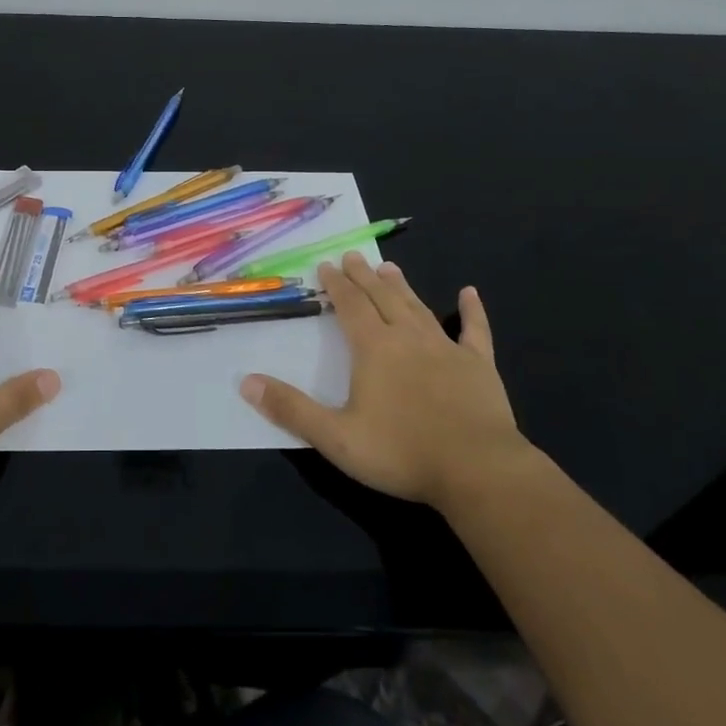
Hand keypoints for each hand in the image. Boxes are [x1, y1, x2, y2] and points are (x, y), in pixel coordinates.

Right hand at [240, 253, 527, 506]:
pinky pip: (474, 331)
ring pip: (418, 308)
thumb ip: (291, 408)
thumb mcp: (336, 437)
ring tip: (390, 267)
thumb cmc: (401, 452)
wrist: (478, 470)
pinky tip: (469, 293)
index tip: (327, 265)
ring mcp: (446, 349)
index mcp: (374, 349)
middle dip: (365, 276)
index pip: (350, 306)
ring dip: (402, 287)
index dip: (337, 285)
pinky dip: (471, 311)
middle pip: (382, 298)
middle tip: (354, 256)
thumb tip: (246, 382)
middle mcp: (408, 338)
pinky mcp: (479, 366)